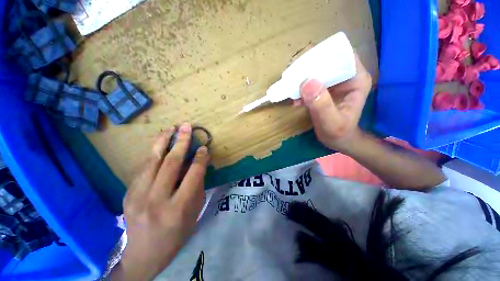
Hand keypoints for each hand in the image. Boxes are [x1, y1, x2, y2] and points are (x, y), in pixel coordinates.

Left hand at [112, 123, 209, 280]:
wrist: (144, 254)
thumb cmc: (177, 234)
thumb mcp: (194, 212)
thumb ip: (197, 186)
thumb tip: (200, 164)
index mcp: (178, 208)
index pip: (193, 175)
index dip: (200, 158)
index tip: (204, 147)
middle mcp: (157, 200)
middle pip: (171, 164)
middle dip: (181, 142)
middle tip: (187, 127)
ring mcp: (138, 197)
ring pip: (152, 161)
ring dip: (162, 142)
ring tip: (170, 128)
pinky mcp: (128, 194)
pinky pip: (143, 168)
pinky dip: (153, 153)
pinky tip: (160, 144)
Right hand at [296, 55, 371, 151]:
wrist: (338, 140)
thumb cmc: (339, 133)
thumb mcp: (331, 122)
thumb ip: (321, 104)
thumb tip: (306, 82)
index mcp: (356, 79)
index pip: (341, 54)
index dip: (322, 55)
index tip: (303, 64)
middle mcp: (346, 76)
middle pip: (326, 60)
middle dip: (308, 66)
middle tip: (291, 76)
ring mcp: (334, 82)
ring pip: (317, 70)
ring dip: (302, 76)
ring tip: (289, 86)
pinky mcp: (324, 89)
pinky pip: (311, 82)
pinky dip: (301, 87)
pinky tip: (293, 97)